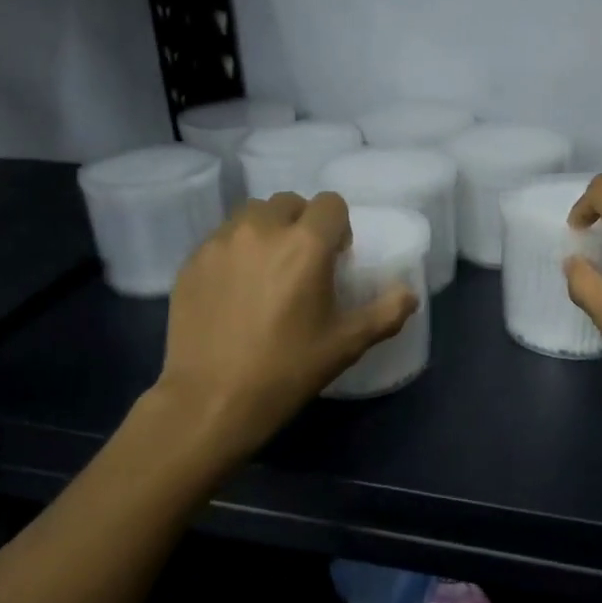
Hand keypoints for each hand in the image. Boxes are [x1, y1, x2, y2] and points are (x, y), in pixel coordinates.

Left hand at [155, 192, 417, 458]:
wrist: (211, 400)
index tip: (335, 258)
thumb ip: (385, 313)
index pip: (331, 203)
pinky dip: (235, 251)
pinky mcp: (192, 261)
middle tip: (302, 264)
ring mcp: (221, 243)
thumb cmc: (286, 370)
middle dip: (302, 224)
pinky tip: (235, 290)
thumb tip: (409, 294)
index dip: (339, 227)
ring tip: (267, 270)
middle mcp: (262, 230)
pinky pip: (222, 239)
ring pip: (251, 215)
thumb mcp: (345, 345)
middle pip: (289, 203)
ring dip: (267, 231)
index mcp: (306, 245)